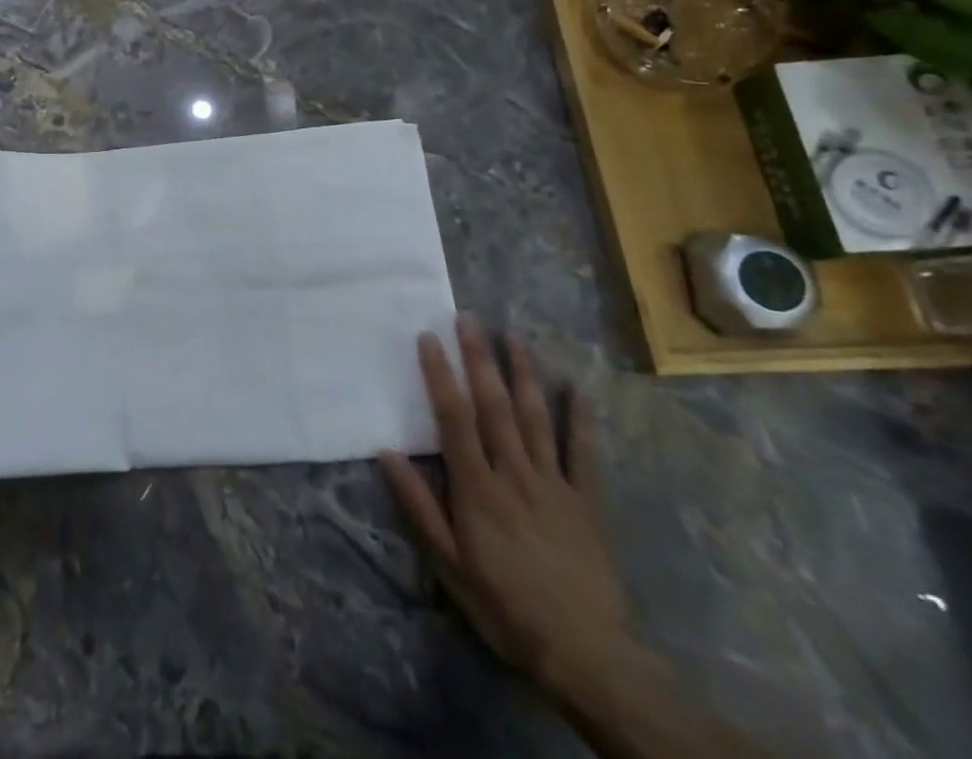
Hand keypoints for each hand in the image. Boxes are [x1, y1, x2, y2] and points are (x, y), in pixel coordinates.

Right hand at [379, 315, 631, 699]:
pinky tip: (576, 387)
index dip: (440, 375)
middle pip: (494, 406)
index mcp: (477, 487)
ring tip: (513, 336)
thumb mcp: (448, 563)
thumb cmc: (503, 605)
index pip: (454, 418)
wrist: (585, 653)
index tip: (428, 338)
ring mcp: (554, 484)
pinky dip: (580, 419)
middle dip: (479, 359)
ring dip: (523, 374)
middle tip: (468, 319)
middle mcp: (514, 473)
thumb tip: (385, 451)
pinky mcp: (586, 501)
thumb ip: (418, 505)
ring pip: (536, 418)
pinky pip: (583, 453)